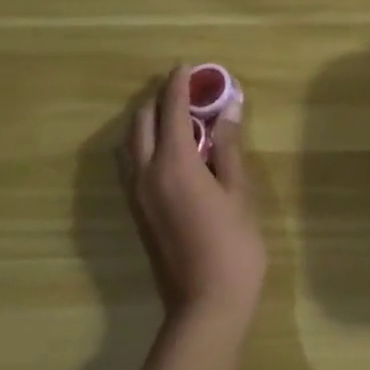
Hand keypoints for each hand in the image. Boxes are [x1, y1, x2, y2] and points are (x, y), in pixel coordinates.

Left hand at [123, 66, 265, 325]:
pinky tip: (169, 150)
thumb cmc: (233, 245)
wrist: (205, 304)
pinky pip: (131, 164)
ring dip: (148, 122)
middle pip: (142, 122)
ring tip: (176, 116)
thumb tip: (229, 109)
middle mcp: (145, 173)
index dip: (180, 85)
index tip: (189, 66)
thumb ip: (229, 148)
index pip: (171, 110)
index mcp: (174, 164)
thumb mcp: (239, 192)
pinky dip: (144, 144)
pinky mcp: (137, 212)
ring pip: (130, 144)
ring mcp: (136, 195)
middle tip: (187, 90)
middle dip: (160, 99)